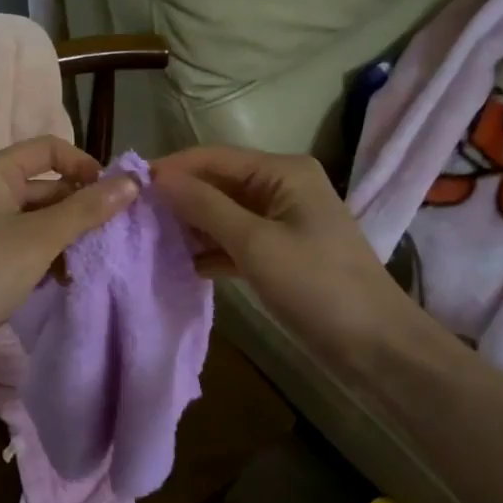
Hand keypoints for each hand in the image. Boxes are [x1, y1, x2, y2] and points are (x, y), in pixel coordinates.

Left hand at [0, 136, 137, 367]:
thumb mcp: (41, 238)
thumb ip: (87, 209)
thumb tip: (131, 181)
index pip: (49, 148)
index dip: (83, 165)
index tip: (111, 196)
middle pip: (46, 185)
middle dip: (78, 208)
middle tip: (108, 236)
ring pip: (38, 217)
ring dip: (65, 236)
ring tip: (85, 263)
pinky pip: (24, 242)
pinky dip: (45, 254)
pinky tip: (62, 279)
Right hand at [149, 146, 410, 372]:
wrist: (375, 344)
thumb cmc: (316, 285)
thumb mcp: (255, 243)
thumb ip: (205, 207)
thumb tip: (158, 178)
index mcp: (283, 171)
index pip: (214, 158)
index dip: (171, 169)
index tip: (127, 186)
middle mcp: (282, 186)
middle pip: (218, 183)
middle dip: (179, 198)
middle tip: (132, 216)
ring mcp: (282, 220)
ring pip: (224, 213)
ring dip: (191, 225)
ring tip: (148, 238)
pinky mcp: (280, 251)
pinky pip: (235, 239)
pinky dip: (210, 249)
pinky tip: (181, 263)